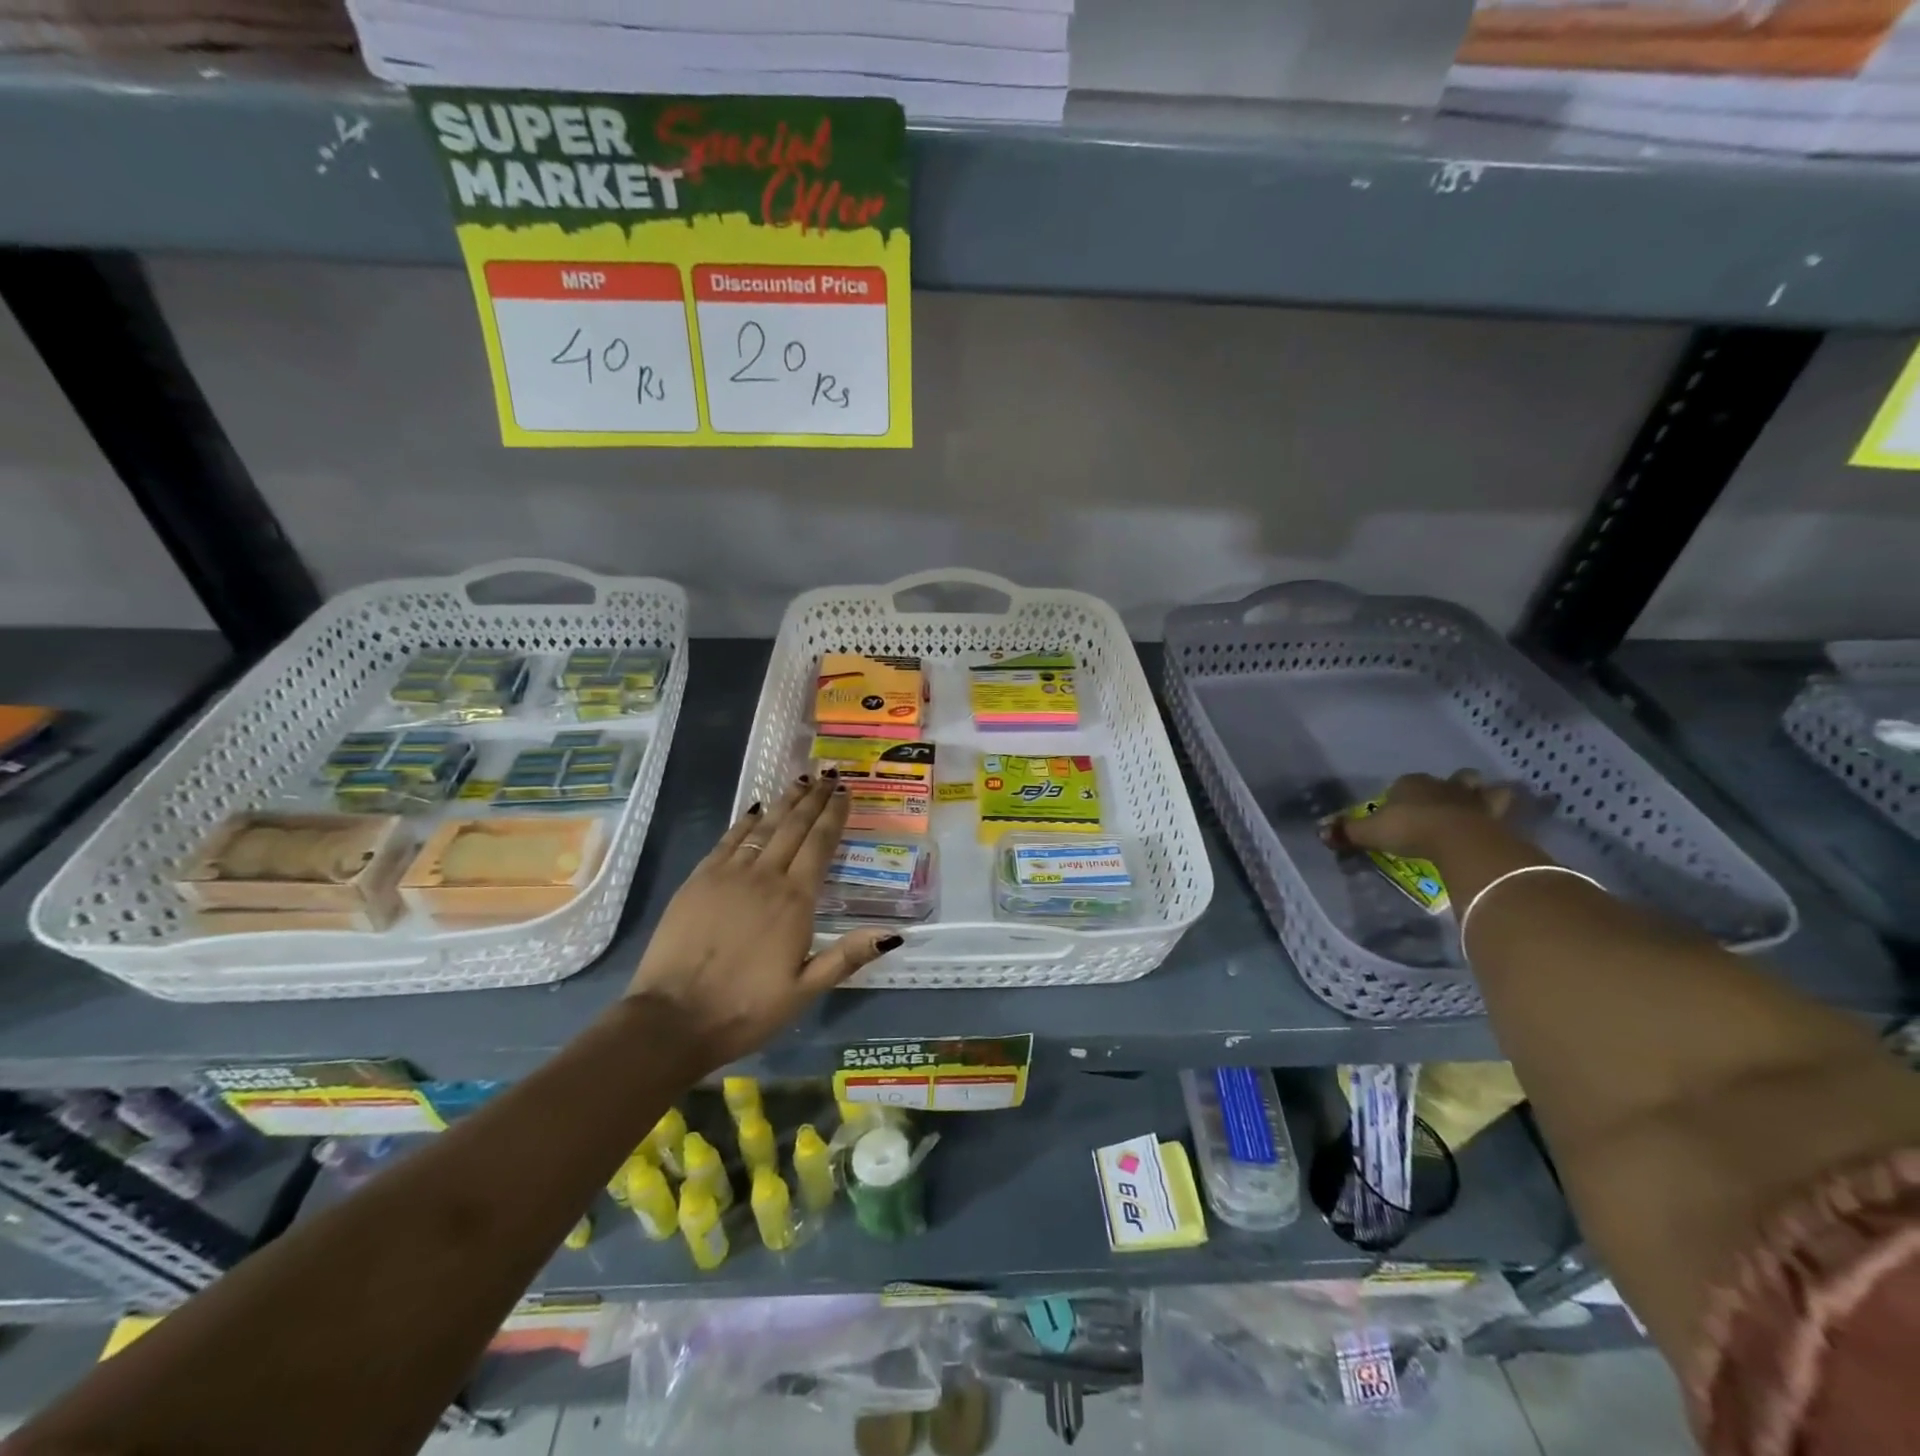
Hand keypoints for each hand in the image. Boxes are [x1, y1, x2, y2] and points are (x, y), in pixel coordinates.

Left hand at [627, 775, 900, 1069]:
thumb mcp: (804, 991)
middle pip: (794, 827)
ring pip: (763, 828)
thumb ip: (847, 956)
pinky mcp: (698, 880)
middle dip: (813, 799)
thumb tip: (892, 932)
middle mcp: (765, 877)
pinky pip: (727, 841)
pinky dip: (744, 822)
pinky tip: (753, 810)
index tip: (845, 792)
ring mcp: (728, 875)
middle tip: (828, 775)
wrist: (673, 1019)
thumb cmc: (745, 1009)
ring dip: (783, 803)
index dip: (834, 816)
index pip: (820, 845)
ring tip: (800, 781)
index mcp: (795, 901)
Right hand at [1327, 770, 1514, 860]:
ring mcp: (1474, 799)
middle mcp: (1444, 785)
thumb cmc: (1410, 829)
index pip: (1405, 782)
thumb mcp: (1371, 833)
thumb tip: (1321, 833)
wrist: (1459, 840)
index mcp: (1411, 783)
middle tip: (1445, 804)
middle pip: (1452, 779)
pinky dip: (1502, 817)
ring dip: (1482, 796)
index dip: (1403, 794)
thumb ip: (1348, 832)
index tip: (1400, 809)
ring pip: (1483, 789)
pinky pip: (1503, 813)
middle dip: (1451, 787)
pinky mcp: (1498, 817)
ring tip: (1477, 809)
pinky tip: (1498, 826)